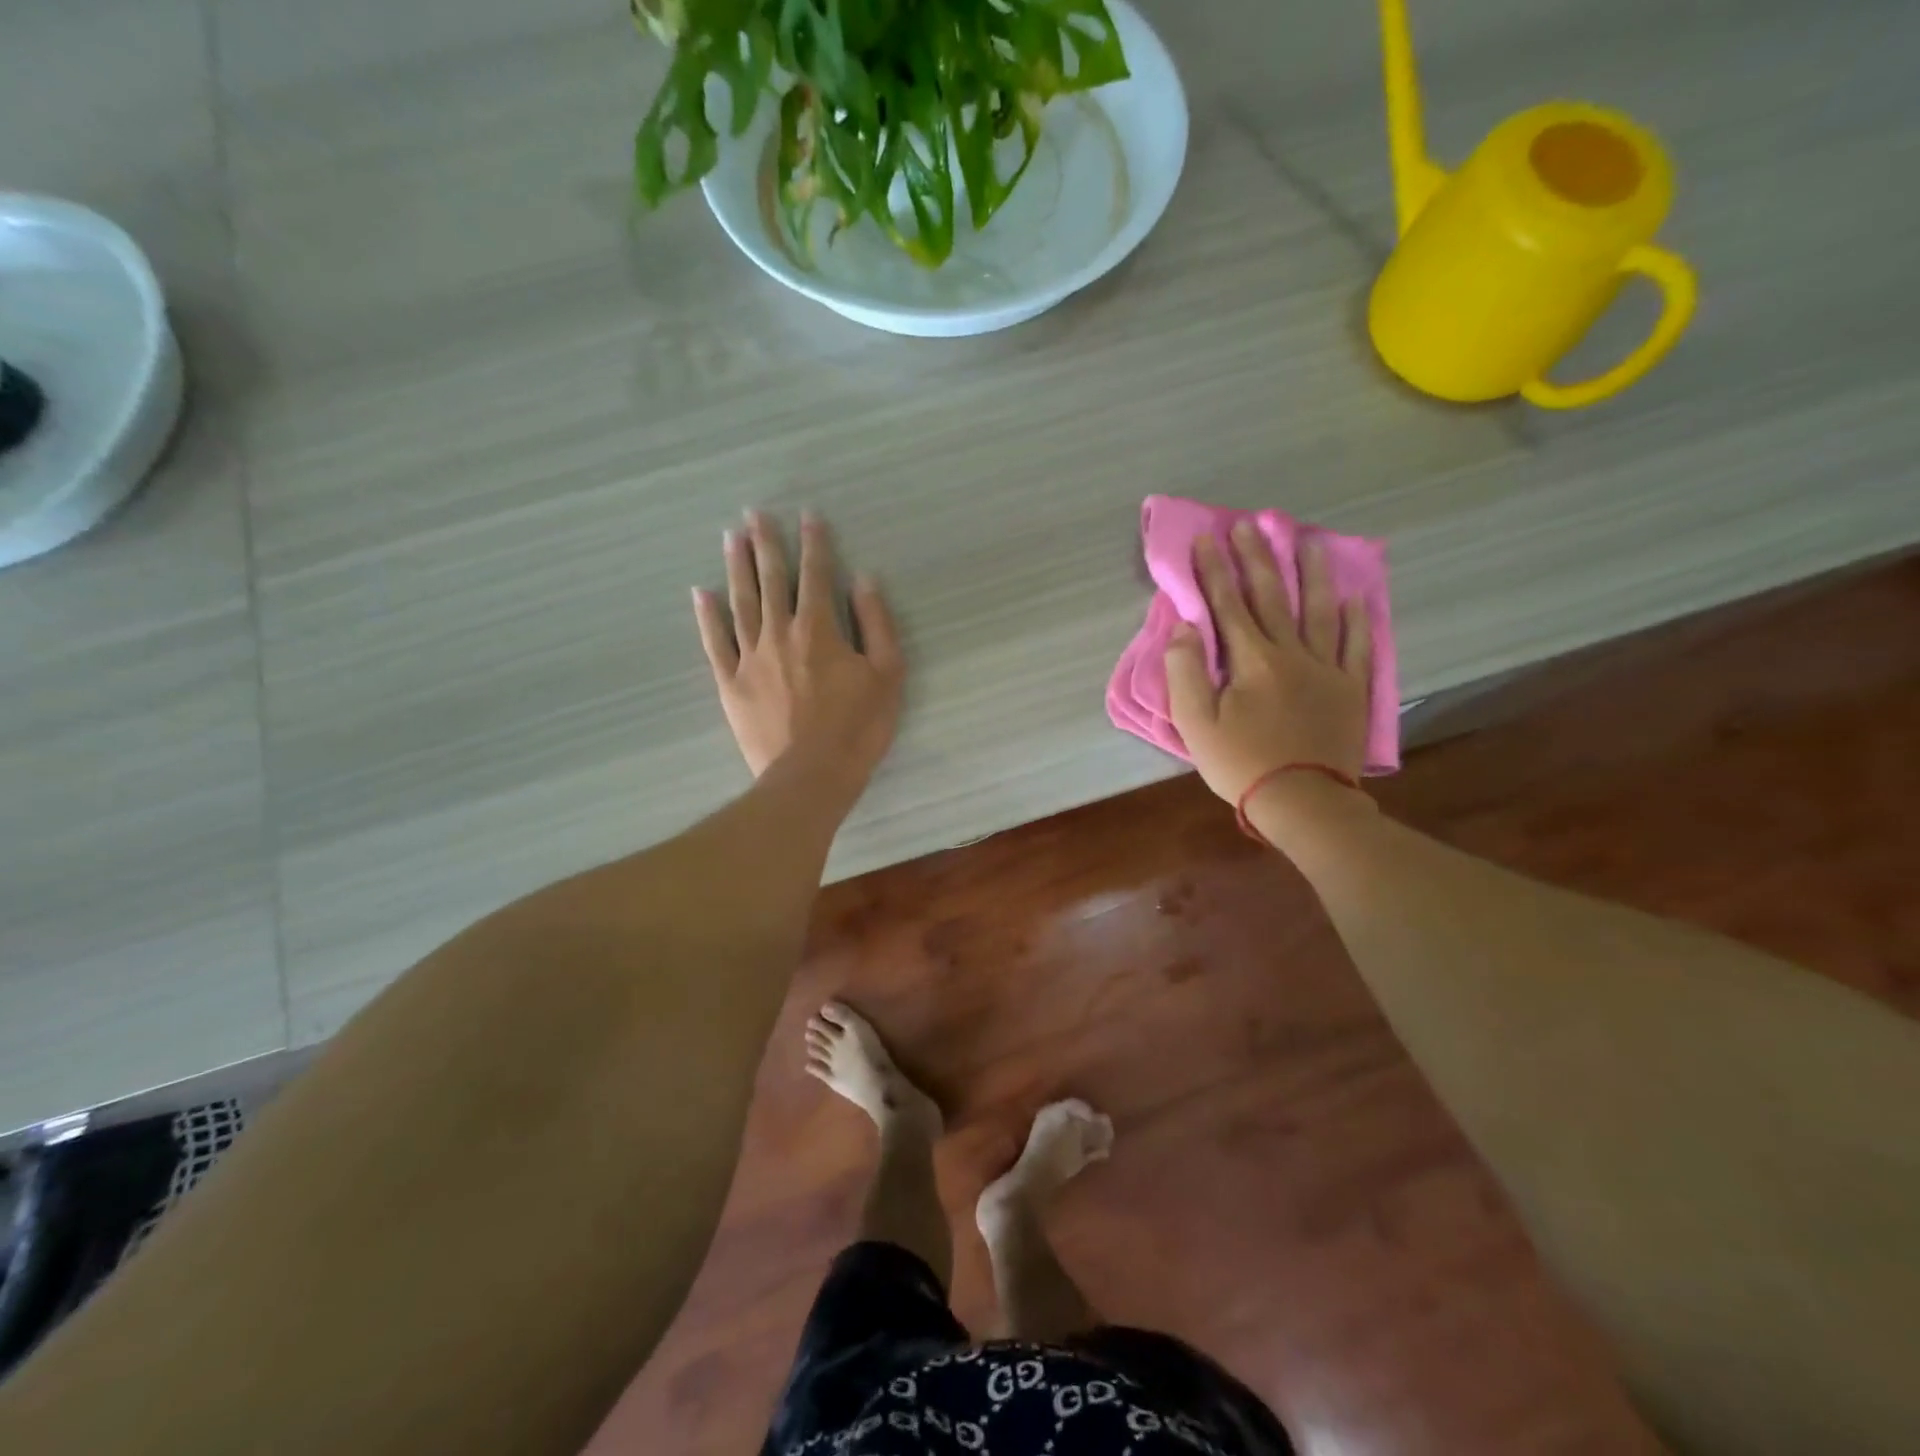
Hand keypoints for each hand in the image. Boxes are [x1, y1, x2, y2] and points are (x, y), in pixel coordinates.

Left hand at [692, 511, 904, 793]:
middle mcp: (780, 633)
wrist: (812, 776)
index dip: (814, 543)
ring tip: (730, 538)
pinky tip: (700, 593)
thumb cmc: (858, 727)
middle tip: (754, 513)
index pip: (816, 575)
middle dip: (765, 544)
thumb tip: (864, 580)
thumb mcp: (887, 674)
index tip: (808, 516)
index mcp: (819, 628)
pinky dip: (707, 617)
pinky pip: (715, 643)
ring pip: (741, 602)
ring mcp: (750, 658)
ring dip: (737, 568)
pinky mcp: (731, 684)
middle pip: (771, 579)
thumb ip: (876, 624)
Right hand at [1165, 522, 1372, 805]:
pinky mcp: (1350, 688)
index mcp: (1250, 660)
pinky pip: (1356, 645)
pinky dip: (1355, 619)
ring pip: (1318, 610)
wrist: (1305, 801)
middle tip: (1249, 523)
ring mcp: (1326, 668)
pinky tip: (1354, 598)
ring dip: (1311, 573)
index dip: (1213, 570)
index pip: (1227, 604)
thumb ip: (1186, 673)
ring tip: (1308, 541)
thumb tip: (1184, 627)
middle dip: (1256, 558)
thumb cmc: (1241, 764)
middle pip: (1272, 596)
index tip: (1205, 537)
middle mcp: (1290, 652)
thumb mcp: (1196, 725)